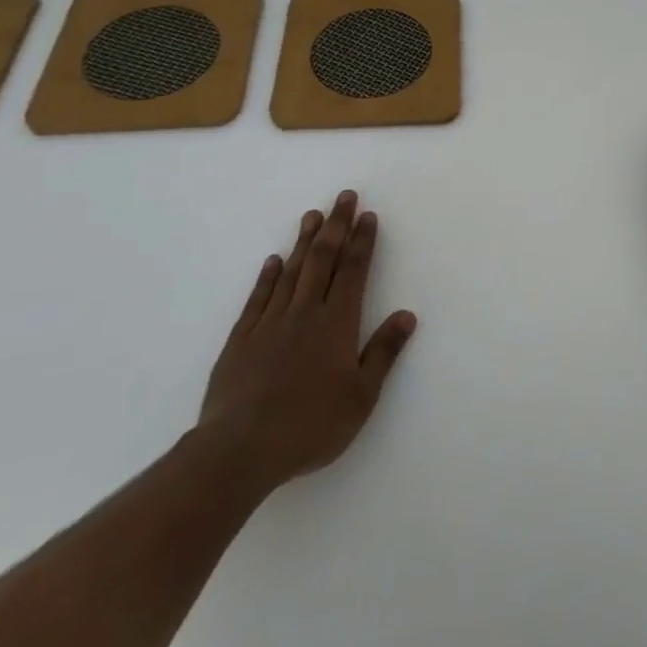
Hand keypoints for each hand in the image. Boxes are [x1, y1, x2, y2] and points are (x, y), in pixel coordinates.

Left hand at [196, 190, 416, 495]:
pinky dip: (267, 276)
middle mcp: (305, 313)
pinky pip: (257, 299)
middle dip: (336, 226)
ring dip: (303, 241)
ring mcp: (269, 323)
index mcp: (337, 323)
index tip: (367, 215)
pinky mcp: (240, 340)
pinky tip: (273, 260)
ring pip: (290, 271)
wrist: (239, 450)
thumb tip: (407, 315)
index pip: (353, 271)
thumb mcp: (361, 396)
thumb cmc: (310, 425)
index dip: (362, 241)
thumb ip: (383, 352)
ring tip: (312, 215)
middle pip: (323, 259)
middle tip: (344, 196)